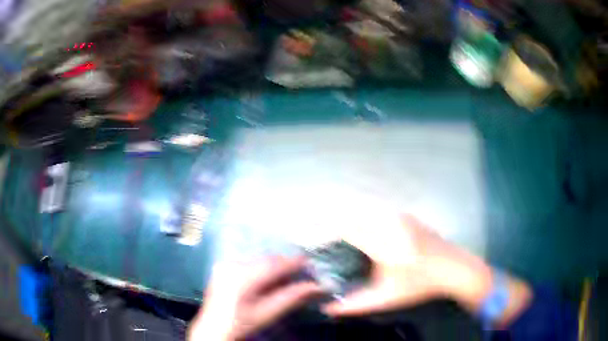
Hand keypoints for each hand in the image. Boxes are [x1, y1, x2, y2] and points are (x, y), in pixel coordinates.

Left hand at [188, 256, 322, 340]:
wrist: (213, 328)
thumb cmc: (241, 324)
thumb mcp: (268, 313)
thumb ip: (291, 297)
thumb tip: (314, 287)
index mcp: (243, 277)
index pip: (274, 264)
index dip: (293, 262)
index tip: (308, 262)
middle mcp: (232, 265)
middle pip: (266, 260)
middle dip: (284, 265)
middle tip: (299, 273)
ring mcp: (225, 264)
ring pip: (257, 260)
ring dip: (273, 266)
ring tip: (283, 278)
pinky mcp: (222, 267)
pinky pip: (247, 262)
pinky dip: (260, 268)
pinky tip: (265, 279)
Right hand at [323, 215, 495, 315]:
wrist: (453, 267)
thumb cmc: (419, 285)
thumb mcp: (386, 299)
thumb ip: (354, 305)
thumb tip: (327, 308)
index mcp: (384, 243)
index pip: (346, 228)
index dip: (322, 229)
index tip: (305, 233)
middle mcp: (390, 223)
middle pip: (351, 210)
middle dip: (327, 215)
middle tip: (310, 223)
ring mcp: (399, 215)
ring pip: (363, 205)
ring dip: (343, 209)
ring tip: (326, 220)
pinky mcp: (404, 213)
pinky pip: (375, 206)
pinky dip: (358, 209)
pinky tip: (353, 218)